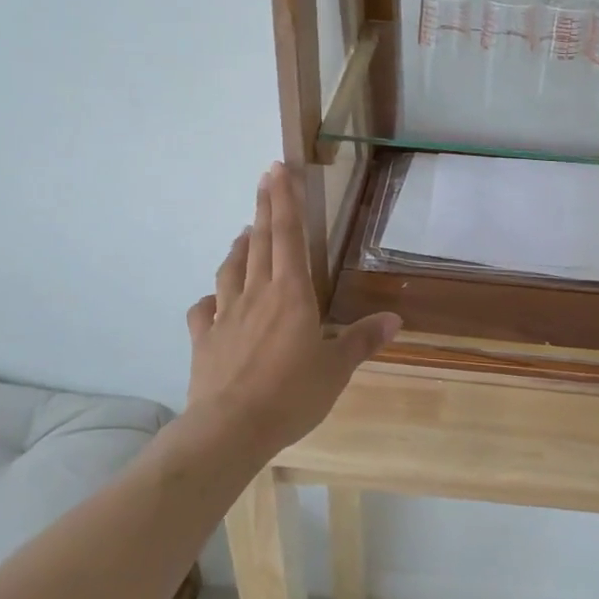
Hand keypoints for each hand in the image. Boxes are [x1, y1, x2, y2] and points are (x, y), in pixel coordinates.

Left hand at [185, 163, 400, 457]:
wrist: (230, 429)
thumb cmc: (291, 394)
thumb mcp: (337, 369)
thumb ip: (362, 340)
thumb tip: (395, 319)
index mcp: (292, 294)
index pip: (288, 236)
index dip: (285, 201)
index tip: (279, 169)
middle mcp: (257, 294)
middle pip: (260, 242)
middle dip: (264, 207)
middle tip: (265, 178)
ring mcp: (225, 315)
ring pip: (231, 269)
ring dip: (239, 246)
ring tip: (244, 231)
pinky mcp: (204, 339)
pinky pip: (203, 310)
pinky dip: (208, 299)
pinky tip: (212, 299)